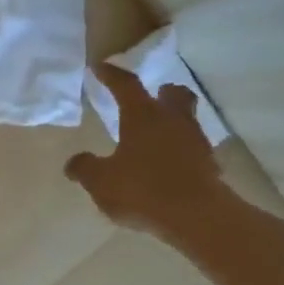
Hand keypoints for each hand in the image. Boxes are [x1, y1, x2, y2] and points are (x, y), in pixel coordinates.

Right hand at [65, 69, 229, 243]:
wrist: (197, 217)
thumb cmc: (143, 189)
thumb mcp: (101, 181)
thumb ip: (85, 168)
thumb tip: (74, 163)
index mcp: (143, 115)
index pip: (126, 85)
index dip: (111, 75)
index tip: (100, 67)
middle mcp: (172, 120)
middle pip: (173, 94)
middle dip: (161, 92)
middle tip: (150, 98)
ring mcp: (195, 141)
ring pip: (186, 119)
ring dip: (171, 122)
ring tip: (155, 136)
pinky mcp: (209, 164)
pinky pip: (192, 148)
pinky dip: (180, 150)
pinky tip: (167, 165)